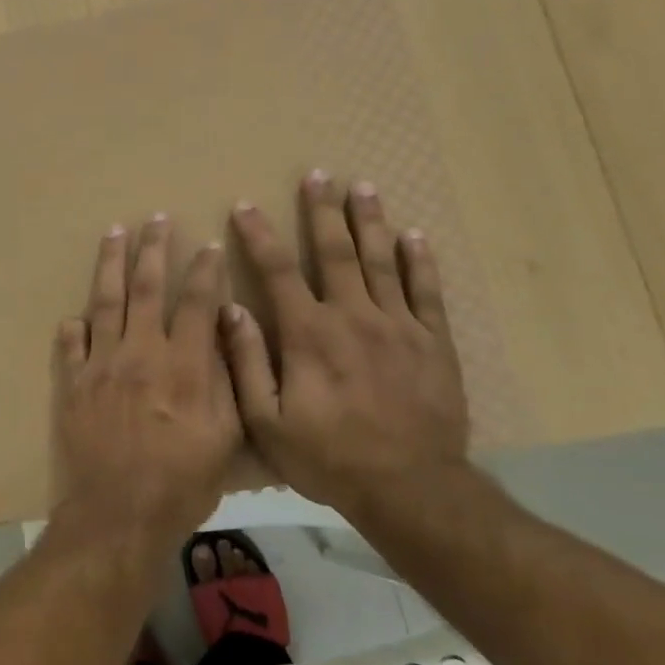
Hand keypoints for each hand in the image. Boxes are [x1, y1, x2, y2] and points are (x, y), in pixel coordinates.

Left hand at [49, 215, 242, 556]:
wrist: (117, 514)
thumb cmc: (181, 483)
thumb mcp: (224, 438)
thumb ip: (225, 380)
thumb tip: (223, 331)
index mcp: (182, 365)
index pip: (196, 303)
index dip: (204, 270)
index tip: (209, 244)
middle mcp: (139, 353)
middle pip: (146, 288)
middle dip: (152, 249)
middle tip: (154, 218)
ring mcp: (100, 366)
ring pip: (104, 302)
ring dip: (110, 264)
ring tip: (113, 233)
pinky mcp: (72, 384)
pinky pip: (69, 345)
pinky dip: (73, 327)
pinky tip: (75, 315)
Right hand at [223, 172, 469, 520]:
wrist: (411, 488)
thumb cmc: (329, 456)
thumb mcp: (268, 421)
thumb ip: (247, 361)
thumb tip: (230, 308)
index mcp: (309, 333)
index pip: (278, 270)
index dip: (260, 235)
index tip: (246, 206)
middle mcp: (353, 316)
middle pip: (335, 252)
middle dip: (323, 211)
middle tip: (318, 175)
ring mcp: (399, 326)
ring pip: (382, 261)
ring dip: (370, 221)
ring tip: (363, 186)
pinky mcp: (434, 342)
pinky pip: (427, 291)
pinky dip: (420, 261)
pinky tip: (414, 236)